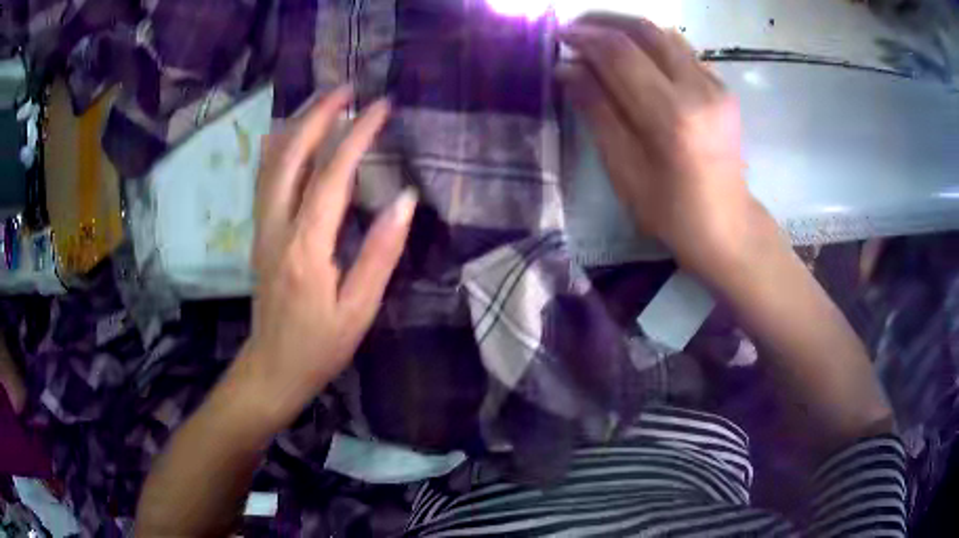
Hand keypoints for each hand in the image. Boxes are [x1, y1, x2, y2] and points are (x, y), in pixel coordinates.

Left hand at [232, 87, 416, 428]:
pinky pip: (265, 178)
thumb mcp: (359, 309)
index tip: (381, 108)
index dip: (356, 136)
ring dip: (296, 125)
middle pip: (290, 155)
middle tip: (347, 90)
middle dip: (318, 116)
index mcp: (306, 248)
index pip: (331, 176)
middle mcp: (276, 228)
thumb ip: (381, 252)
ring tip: (323, 102)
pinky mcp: (258, 234)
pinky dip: (280, 148)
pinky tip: (293, 137)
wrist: (271, 369)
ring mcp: (261, 229)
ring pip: (271, 162)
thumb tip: (404, 200)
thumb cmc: (319, 347)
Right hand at [558, 15, 772, 277]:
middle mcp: (699, 89)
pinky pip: (682, 51)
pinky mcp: (723, 88)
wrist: (727, 224)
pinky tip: (637, 59)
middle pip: (645, 31)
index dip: (586, 37)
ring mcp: (716, 86)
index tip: (560, 37)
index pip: (621, 52)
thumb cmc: (670, 210)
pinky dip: (652, 45)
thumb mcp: (623, 168)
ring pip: (665, 34)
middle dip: (605, 23)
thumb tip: (567, 68)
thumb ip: (597, 110)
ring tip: (601, 40)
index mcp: (671, 116)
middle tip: (576, 30)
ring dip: (628, 30)